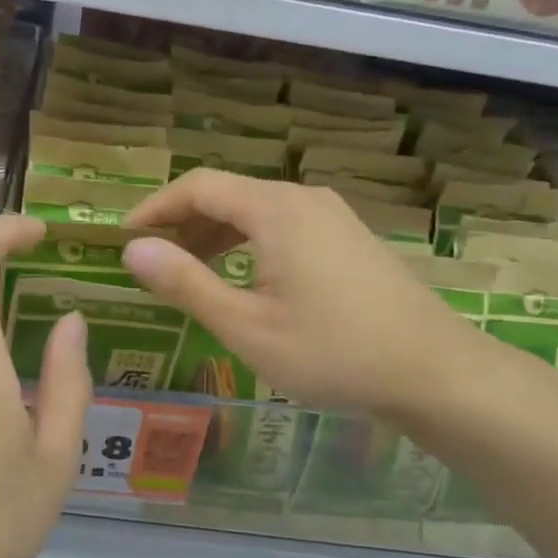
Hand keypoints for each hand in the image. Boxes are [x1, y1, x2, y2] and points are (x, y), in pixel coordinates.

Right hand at [121, 171, 478, 419]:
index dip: (155, 206)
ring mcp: (332, 216)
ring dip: (215, 234)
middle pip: (228, 194)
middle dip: (182, 222)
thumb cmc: (333, 352)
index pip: (198, 186)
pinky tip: (242, 277)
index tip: (123, 236)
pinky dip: (249, 243)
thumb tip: (133, 249)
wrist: (435, 371)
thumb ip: (186, 283)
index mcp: (276, 209)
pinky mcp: (349, 238)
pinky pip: (284, 226)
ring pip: (257, 211)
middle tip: (149, 259)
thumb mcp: (247, 326)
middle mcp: (304, 199)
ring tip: (187, 270)